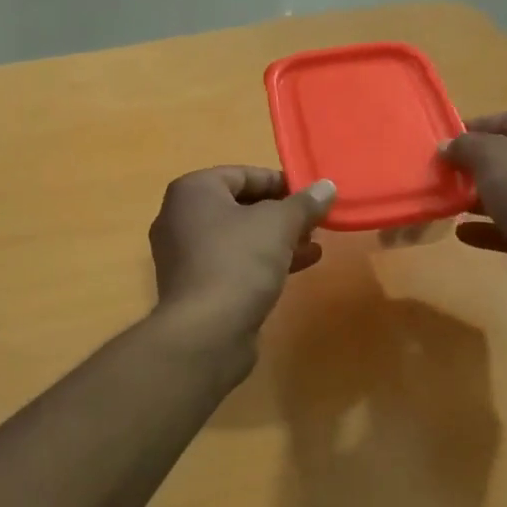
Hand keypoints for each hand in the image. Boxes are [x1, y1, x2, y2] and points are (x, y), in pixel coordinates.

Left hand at [148, 167, 336, 342]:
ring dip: (276, 239)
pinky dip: (261, 261)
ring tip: (314, 245)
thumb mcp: (279, 225)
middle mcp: (179, 217)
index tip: (311, 195)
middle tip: (314, 221)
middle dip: (280, 213)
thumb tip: (327, 186)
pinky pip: (231, 262)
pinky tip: (297, 268)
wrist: (205, 332)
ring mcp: (183, 254)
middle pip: (239, 205)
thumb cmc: (238, 261)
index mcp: (192, 191)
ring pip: (238, 237)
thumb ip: (304, 203)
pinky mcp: (194, 286)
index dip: (280, 182)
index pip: (242, 174)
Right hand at [441, 112, 506, 309]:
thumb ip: (466, 146)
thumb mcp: (493, 157)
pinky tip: (462, 232)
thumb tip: (447, 146)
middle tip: (444, 170)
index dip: (477, 126)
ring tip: (447, 199)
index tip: (446, 137)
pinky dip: (487, 227)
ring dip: (478, 197)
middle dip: (475, 165)